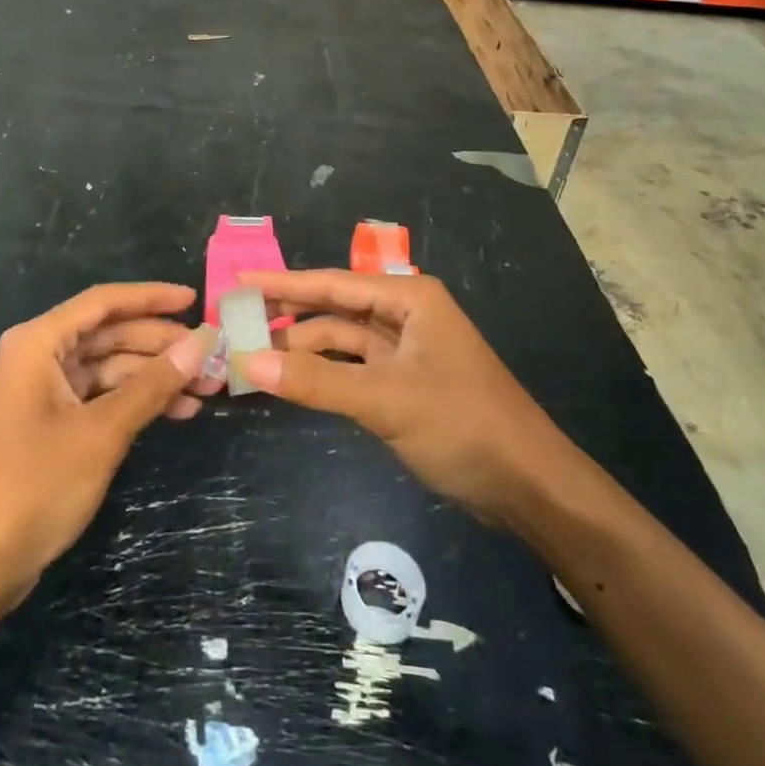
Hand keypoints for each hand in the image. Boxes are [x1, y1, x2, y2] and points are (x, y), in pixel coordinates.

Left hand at [0, 283, 217, 611]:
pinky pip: (101, 398)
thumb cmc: (32, 486)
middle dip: (161, 345)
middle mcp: (39, 358)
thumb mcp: (101, 432)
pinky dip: (136, 403)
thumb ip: (152, 384)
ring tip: (206, 389)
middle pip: (110, 335)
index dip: (152, 297)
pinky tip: (177, 412)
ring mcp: (43, 394)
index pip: (104, 302)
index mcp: (39, 343)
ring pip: (110, 369)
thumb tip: (201, 341)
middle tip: (212, 356)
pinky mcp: (50, 426)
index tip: (194, 299)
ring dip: (155, 377)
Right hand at [237, 269, 568, 528]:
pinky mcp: (404, 384)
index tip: (239, 279)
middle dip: (288, 316)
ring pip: (342, 341)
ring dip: (302, 350)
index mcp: (410, 299)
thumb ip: (316, 381)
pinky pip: (352, 369)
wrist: (528, 486)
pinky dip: (322, 374)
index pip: (333, 284)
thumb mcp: (385, 400)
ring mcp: (406, 351)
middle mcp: (406, 315)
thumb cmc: (462, 425)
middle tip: (236, 322)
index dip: (284, 282)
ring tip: (251, 358)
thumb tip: (247, 362)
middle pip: (335, 309)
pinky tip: (290, 381)